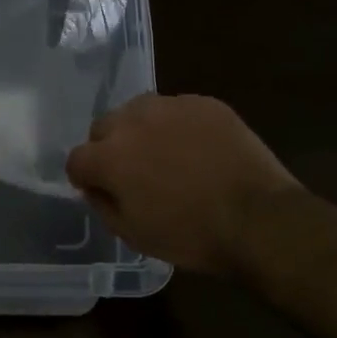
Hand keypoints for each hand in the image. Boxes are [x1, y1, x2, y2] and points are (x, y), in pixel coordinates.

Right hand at [65, 93, 299, 273]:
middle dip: (110, 148)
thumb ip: (103, 205)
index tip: (101, 190)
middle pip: (104, 126)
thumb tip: (96, 186)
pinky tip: (198, 149)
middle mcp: (133, 121)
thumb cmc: (191, 235)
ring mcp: (171, 106)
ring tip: (165, 154)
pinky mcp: (203, 102)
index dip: (85, 178)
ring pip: (139, 111)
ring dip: (141, 130)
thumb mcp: (134, 235)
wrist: (259, 218)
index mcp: (110, 157)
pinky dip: (178, 125)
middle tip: (134, 173)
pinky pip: (177, 109)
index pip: (77, 159)